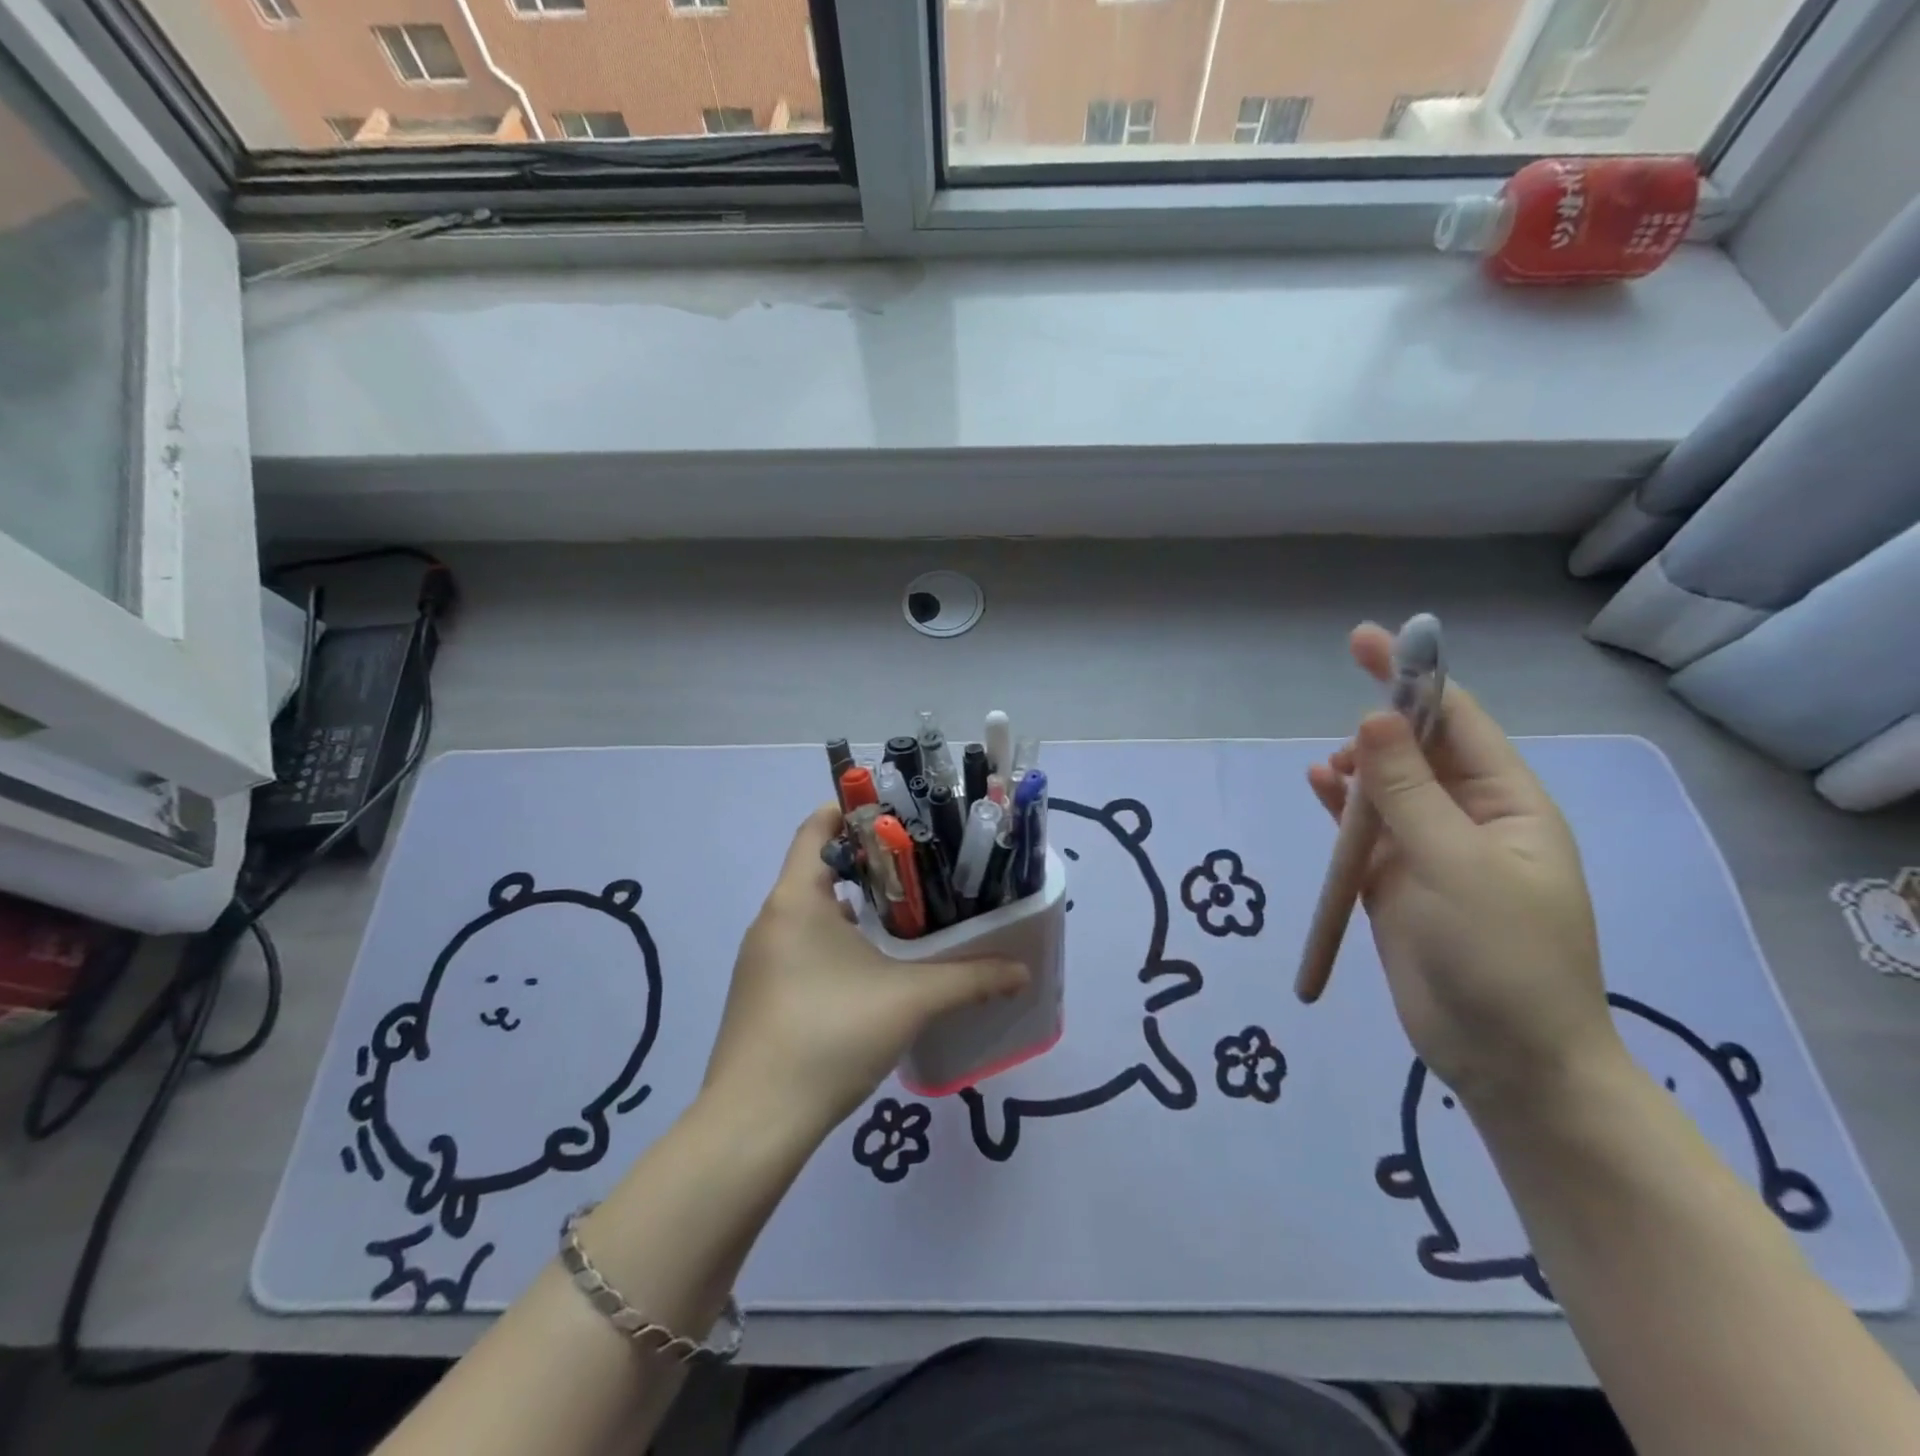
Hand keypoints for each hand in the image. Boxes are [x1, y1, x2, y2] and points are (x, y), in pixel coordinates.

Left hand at [701, 805, 1028, 1139]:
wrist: (755, 1123)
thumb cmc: (829, 1036)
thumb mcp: (909, 1001)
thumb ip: (970, 980)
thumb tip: (1022, 971)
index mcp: (796, 899)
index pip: (816, 828)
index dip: (852, 810)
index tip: (897, 812)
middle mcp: (772, 919)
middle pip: (818, 867)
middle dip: (869, 862)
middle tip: (922, 865)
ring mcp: (762, 959)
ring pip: (812, 911)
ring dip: (855, 906)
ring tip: (908, 913)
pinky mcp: (762, 993)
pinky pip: (803, 945)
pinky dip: (838, 941)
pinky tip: (874, 968)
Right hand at [1306, 624, 1618, 1112]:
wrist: (1503, 1059)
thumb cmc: (1500, 957)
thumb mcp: (1454, 864)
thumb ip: (1408, 790)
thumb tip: (1370, 720)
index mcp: (1508, 805)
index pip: (1457, 721)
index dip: (1414, 678)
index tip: (1367, 641)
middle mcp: (1470, 819)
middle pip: (1418, 751)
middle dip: (1379, 728)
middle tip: (1341, 733)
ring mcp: (1430, 852)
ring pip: (1386, 788)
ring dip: (1357, 770)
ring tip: (1328, 772)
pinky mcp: (1394, 883)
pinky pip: (1364, 830)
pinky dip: (1342, 807)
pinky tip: (1319, 788)